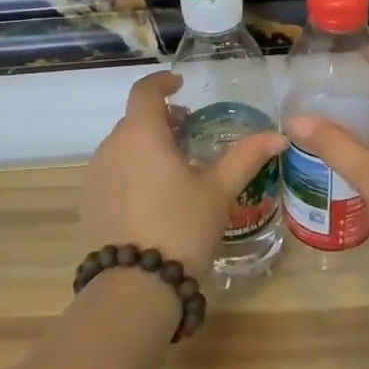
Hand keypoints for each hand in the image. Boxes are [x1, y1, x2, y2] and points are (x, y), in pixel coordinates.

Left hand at [79, 71, 285, 281]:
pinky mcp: (89, 202)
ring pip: (122, 147)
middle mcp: (111, 146)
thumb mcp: (219, 190)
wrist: (136, 285)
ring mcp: (95, 175)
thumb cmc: (182, 226)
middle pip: (135, 120)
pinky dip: (132, 170)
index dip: (162, 83)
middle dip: (161, 119)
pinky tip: (154, 197)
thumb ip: (246, 157)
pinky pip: (112, 172)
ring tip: (175, 168)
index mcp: (141, 134)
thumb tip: (279, 135)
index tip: (180, 85)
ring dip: (146, 146)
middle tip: (189, 133)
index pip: (145, 91)